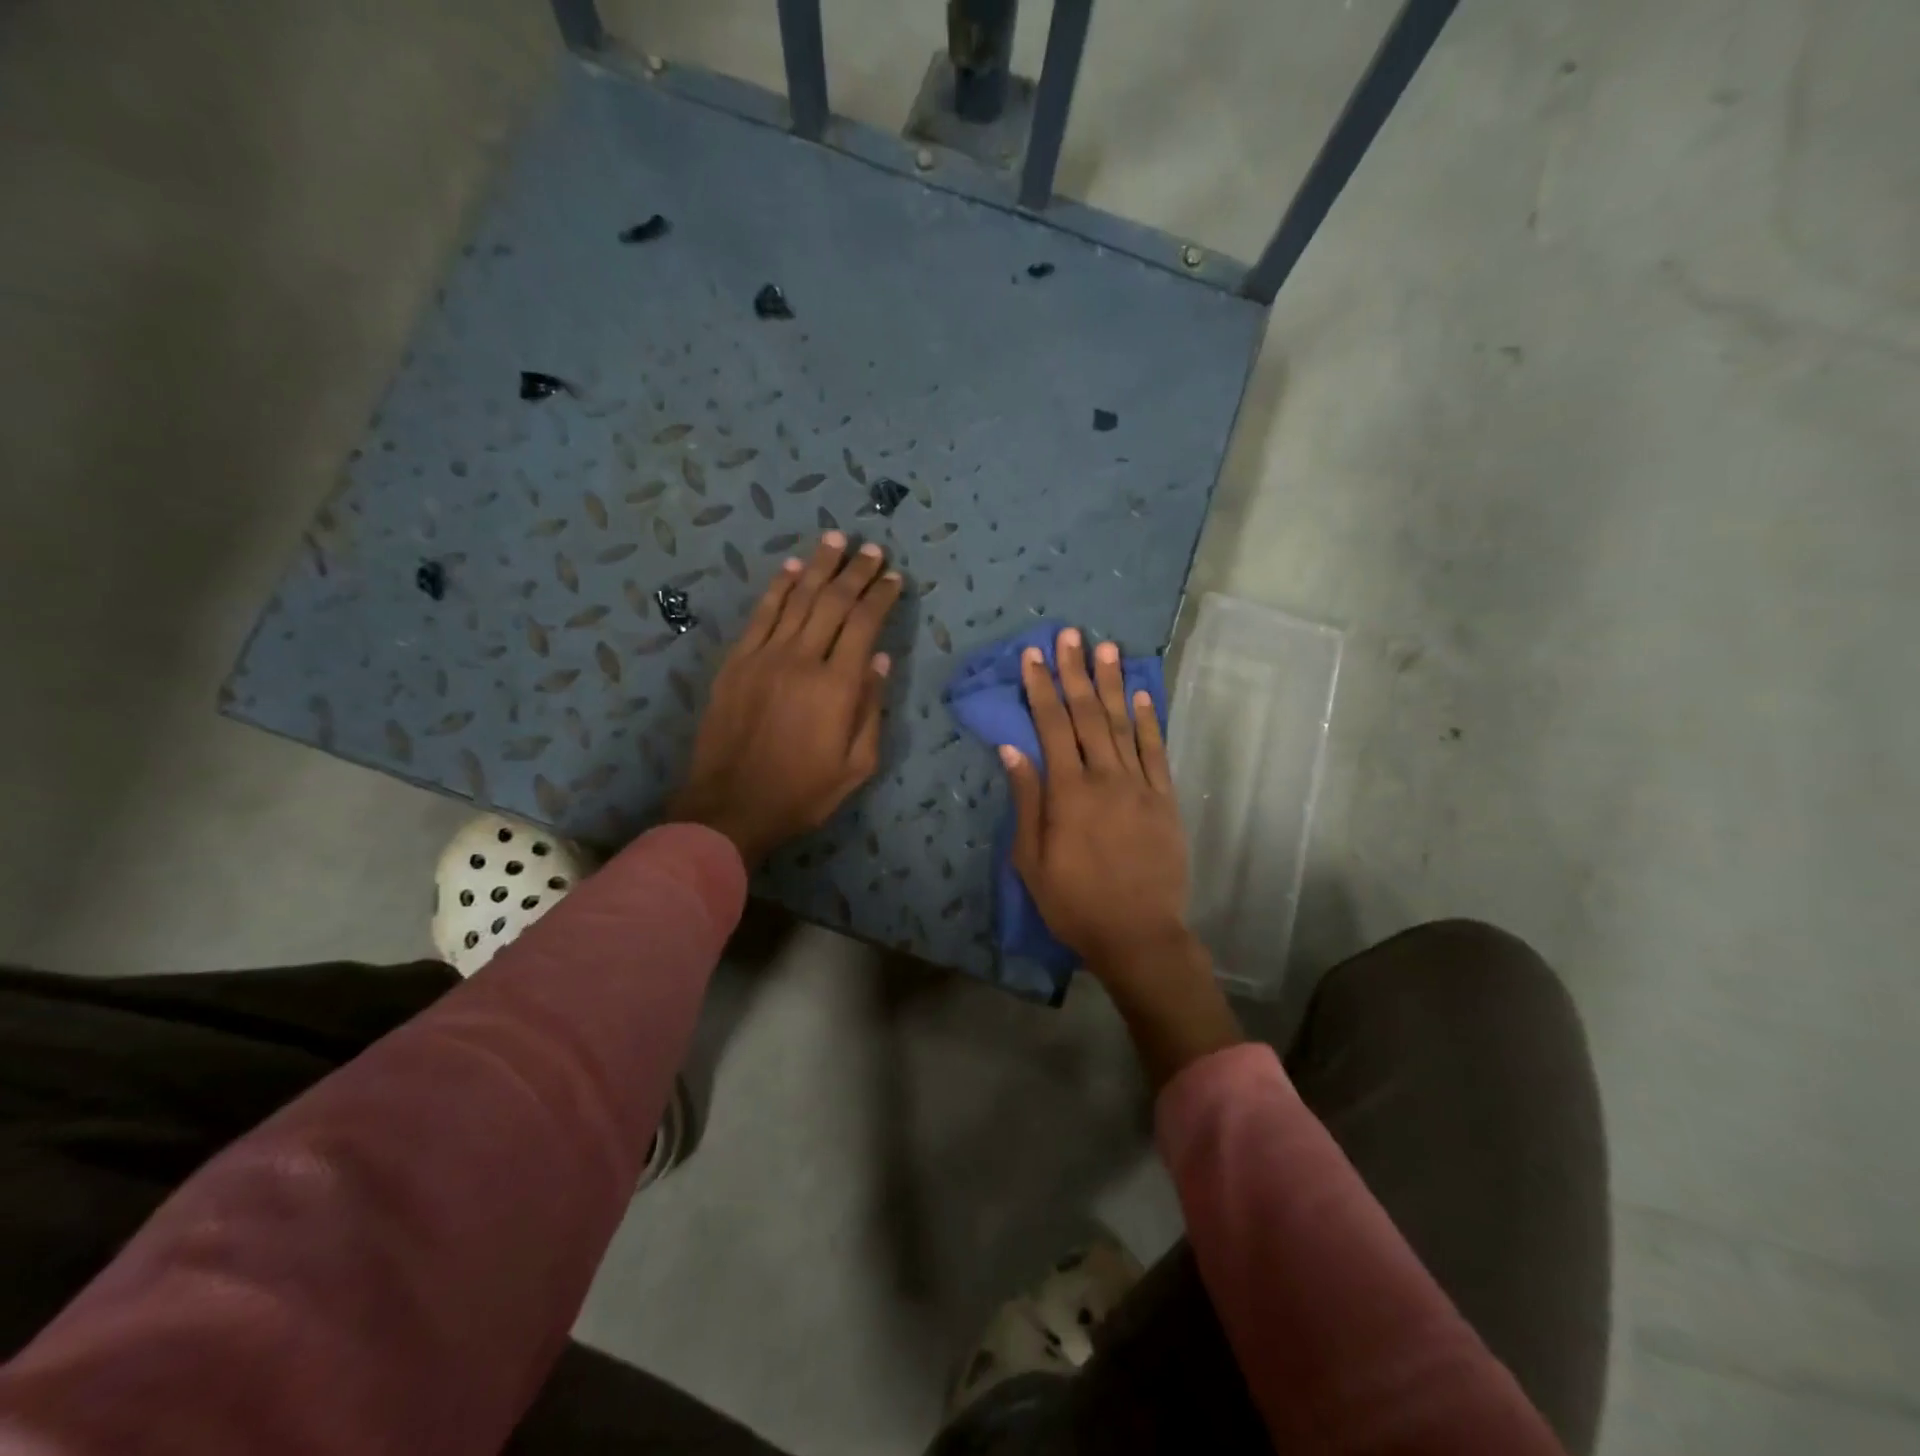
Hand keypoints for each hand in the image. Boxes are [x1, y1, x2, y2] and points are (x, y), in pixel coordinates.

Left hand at [668, 533, 901, 867]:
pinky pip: (760, 614)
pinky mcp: (736, 662)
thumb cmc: (803, 793)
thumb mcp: (857, 765)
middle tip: (872, 549)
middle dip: (856, 571)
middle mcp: (802, 659)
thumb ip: (871, 709)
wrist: (731, 807)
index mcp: (837, 686)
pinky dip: (778, 587)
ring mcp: (764, 656)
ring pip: (796, 598)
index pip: (864, 624)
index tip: (894, 577)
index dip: (881, 596)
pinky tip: (791, 567)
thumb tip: (879, 660)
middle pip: (833, 601)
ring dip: (819, 565)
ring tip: (836, 539)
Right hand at [1001, 628, 1239, 1087]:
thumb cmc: (1074, 902)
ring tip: (1106, 648)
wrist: (1138, 934)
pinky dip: (1149, 720)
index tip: (1033, 655)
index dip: (1041, 687)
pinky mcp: (1165, 799)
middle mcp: (1105, 777)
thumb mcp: (1031, 860)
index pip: (1051, 726)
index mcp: (1068, 792)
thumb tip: (1011, 749)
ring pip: (1123, 724)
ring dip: (1112, 684)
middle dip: (1075, 671)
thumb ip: (1025, 800)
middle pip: (1087, 715)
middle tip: (1070, 634)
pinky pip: (1157, 751)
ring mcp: (1140, 786)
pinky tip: (1142, 695)